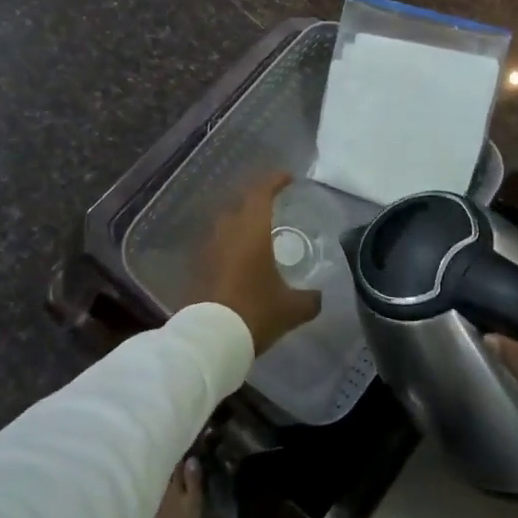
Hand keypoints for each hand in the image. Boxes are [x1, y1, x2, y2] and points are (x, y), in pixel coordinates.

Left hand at [195, 172, 319, 354]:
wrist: (211, 339)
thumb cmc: (255, 312)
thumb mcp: (292, 308)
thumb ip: (310, 299)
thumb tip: (319, 296)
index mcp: (252, 231)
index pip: (262, 193)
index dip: (275, 182)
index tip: (288, 178)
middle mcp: (228, 232)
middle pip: (241, 205)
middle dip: (257, 202)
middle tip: (274, 206)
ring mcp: (209, 249)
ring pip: (226, 225)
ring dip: (241, 223)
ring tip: (257, 234)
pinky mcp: (198, 267)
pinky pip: (217, 246)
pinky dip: (230, 245)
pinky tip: (240, 260)